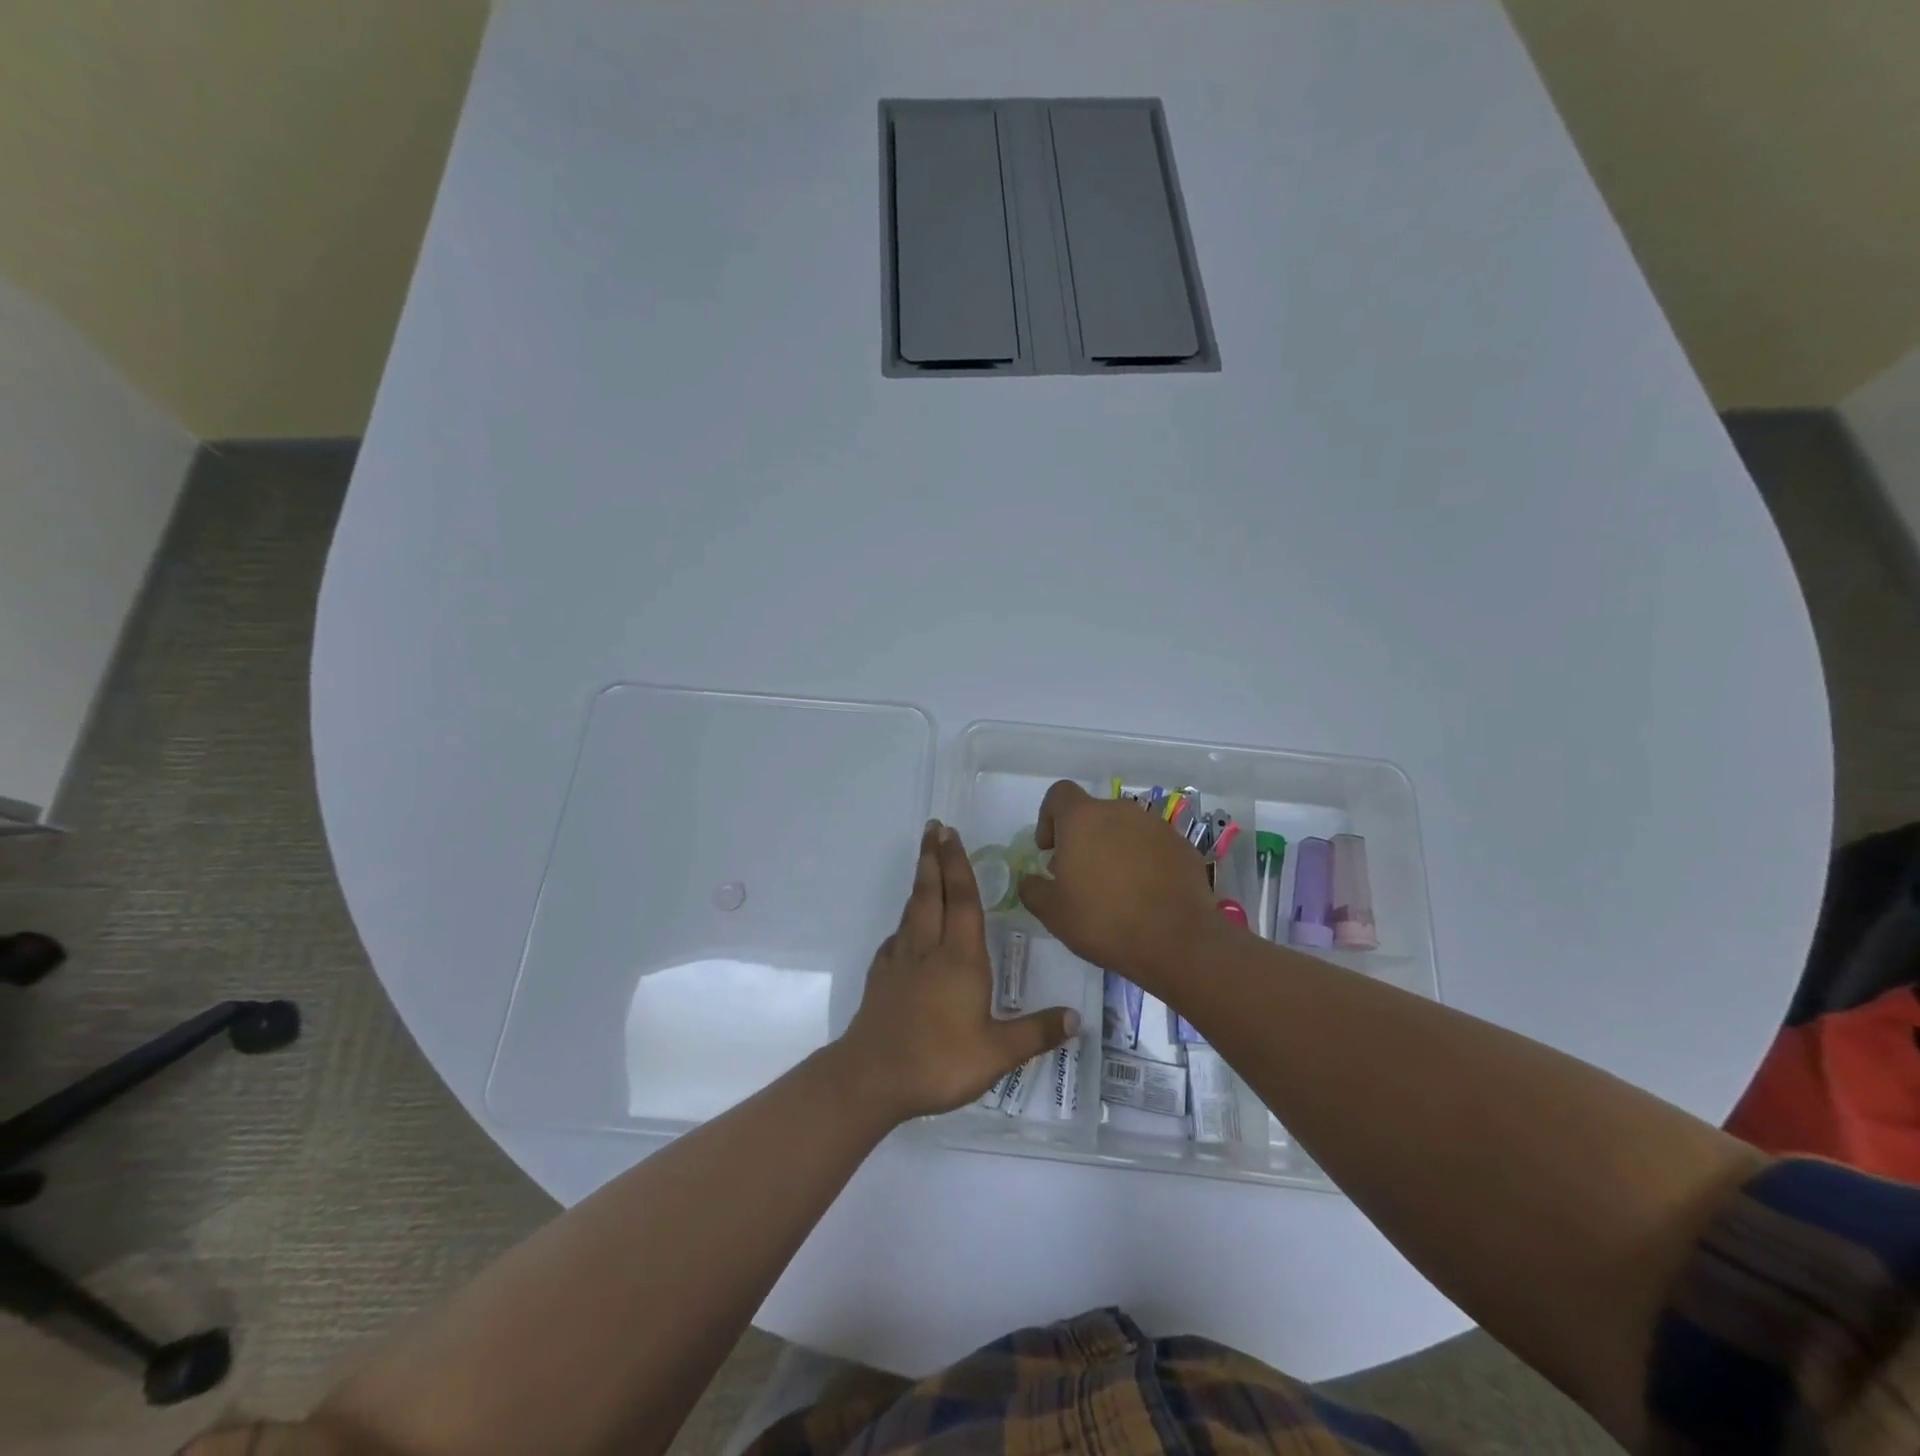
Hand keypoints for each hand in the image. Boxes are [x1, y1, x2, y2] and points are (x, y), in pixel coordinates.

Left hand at [839, 822, 1078, 1121]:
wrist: (872, 1078)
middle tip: (932, 828)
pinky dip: (903, 923)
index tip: (951, 835)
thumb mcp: (997, 1054)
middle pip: (930, 893)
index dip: (958, 865)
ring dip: (919, 882)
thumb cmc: (939, 1062)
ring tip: (924, 864)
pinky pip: (895, 939)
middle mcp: (929, 949)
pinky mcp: (881, 977)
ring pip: (911, 911)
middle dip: (933, 858)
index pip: (962, 900)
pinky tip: (905, 930)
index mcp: (960, 958)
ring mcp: (900, 961)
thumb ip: (1036, 1032)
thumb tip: (1077, 1017)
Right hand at [1017, 781, 1222, 988]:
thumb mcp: (1053, 913)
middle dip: (1082, 838)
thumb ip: (1033, 890)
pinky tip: (1144, 895)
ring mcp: (1156, 826)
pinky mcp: (1182, 846)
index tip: (1050, 849)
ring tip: (1114, 888)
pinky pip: (1153, 846)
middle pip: (1093, 813)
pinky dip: (1143, 861)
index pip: (1060, 794)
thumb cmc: (1103, 921)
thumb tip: (1030, 881)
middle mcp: (1120, 811)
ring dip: (1113, 849)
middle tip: (1079, 876)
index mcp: (1083, 818)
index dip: (1049, 817)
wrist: (1177, 941)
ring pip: (1125, 829)